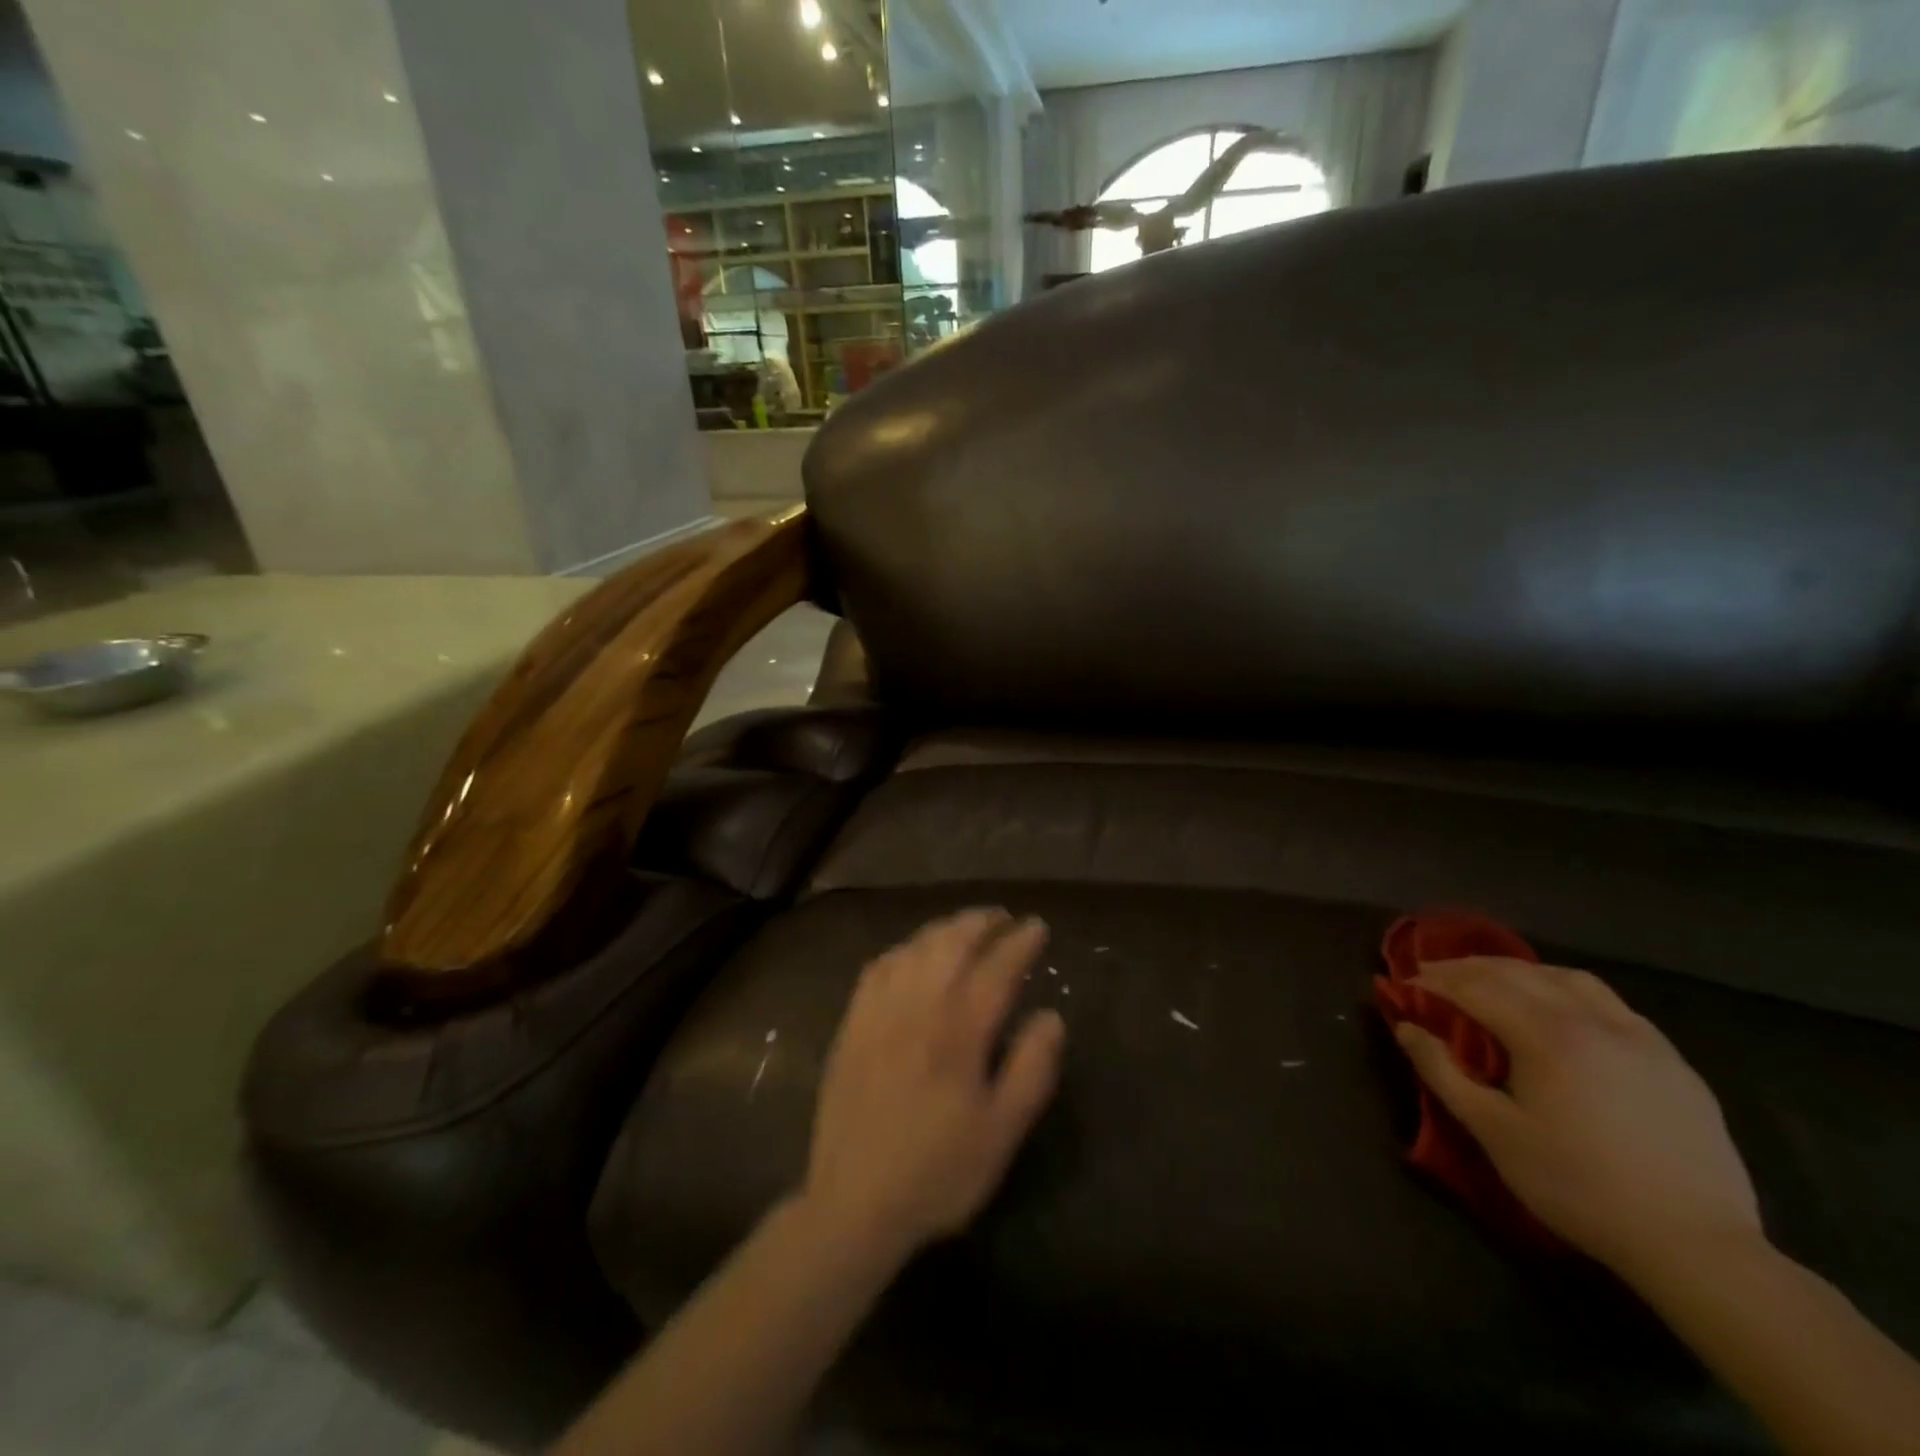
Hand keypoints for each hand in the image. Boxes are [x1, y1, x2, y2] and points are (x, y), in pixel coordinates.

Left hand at [801, 909, 1065, 1267]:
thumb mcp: (1001, 1133)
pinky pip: (878, 967)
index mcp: (958, 1032)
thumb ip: (1031, 1069)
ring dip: (944, 928)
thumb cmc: (938, 1173)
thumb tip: (1051, 1016)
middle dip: (980, 922)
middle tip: (1003, 917)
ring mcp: (879, 1012)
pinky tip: (912, 953)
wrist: (854, 1205)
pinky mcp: (852, 1024)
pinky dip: (903, 948)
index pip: (996, 969)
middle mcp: (917, 1008)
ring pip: (914, 948)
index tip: (1037, 927)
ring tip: (965, 926)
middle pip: (951, 944)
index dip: (1020, 943)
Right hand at [1393, 956, 1761, 1281]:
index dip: (1435, 981)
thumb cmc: (1578, 1186)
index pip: (1477, 988)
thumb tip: (1406, 1028)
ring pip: (1570, 979)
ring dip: (1523, 971)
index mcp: (1546, 1036)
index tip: (1405, 983)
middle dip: (1470, 967)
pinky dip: (1570, 992)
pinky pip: (1612, 1005)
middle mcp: (1592, 1021)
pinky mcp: (1673, 1062)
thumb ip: (1443, 1072)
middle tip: (1435, 973)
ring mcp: (1640, 1038)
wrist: (1697, 1246)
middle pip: (1520, 973)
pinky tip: (1564, 1012)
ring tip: (1496, 981)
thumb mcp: (1494, 1132)